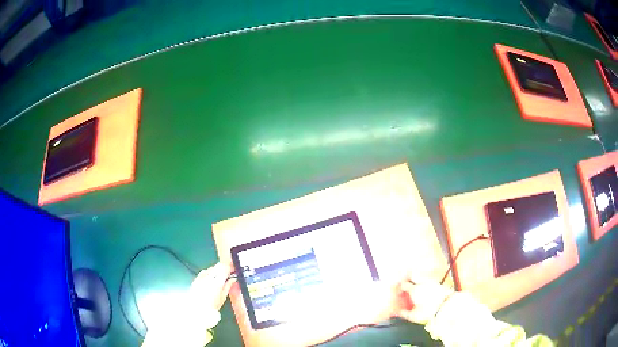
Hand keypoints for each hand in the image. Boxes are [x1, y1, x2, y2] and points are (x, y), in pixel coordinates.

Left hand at [188, 262, 235, 311]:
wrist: (197, 309)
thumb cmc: (212, 305)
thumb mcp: (223, 297)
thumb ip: (228, 286)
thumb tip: (233, 279)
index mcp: (217, 280)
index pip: (225, 268)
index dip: (230, 268)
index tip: (233, 271)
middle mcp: (208, 276)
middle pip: (218, 267)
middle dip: (223, 269)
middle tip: (228, 275)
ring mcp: (201, 276)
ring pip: (211, 269)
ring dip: (216, 271)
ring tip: (219, 279)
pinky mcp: (196, 278)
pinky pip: (204, 272)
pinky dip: (209, 274)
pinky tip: (210, 280)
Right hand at [396, 275, 453, 324]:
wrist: (446, 307)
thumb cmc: (429, 311)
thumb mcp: (413, 316)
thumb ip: (405, 313)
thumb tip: (400, 312)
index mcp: (414, 290)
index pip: (404, 285)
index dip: (400, 287)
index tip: (399, 291)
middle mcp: (422, 284)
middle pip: (413, 276)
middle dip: (408, 277)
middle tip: (405, 281)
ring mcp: (431, 283)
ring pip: (422, 277)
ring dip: (417, 279)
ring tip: (416, 285)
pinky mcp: (439, 284)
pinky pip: (429, 281)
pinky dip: (426, 283)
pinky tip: (426, 289)